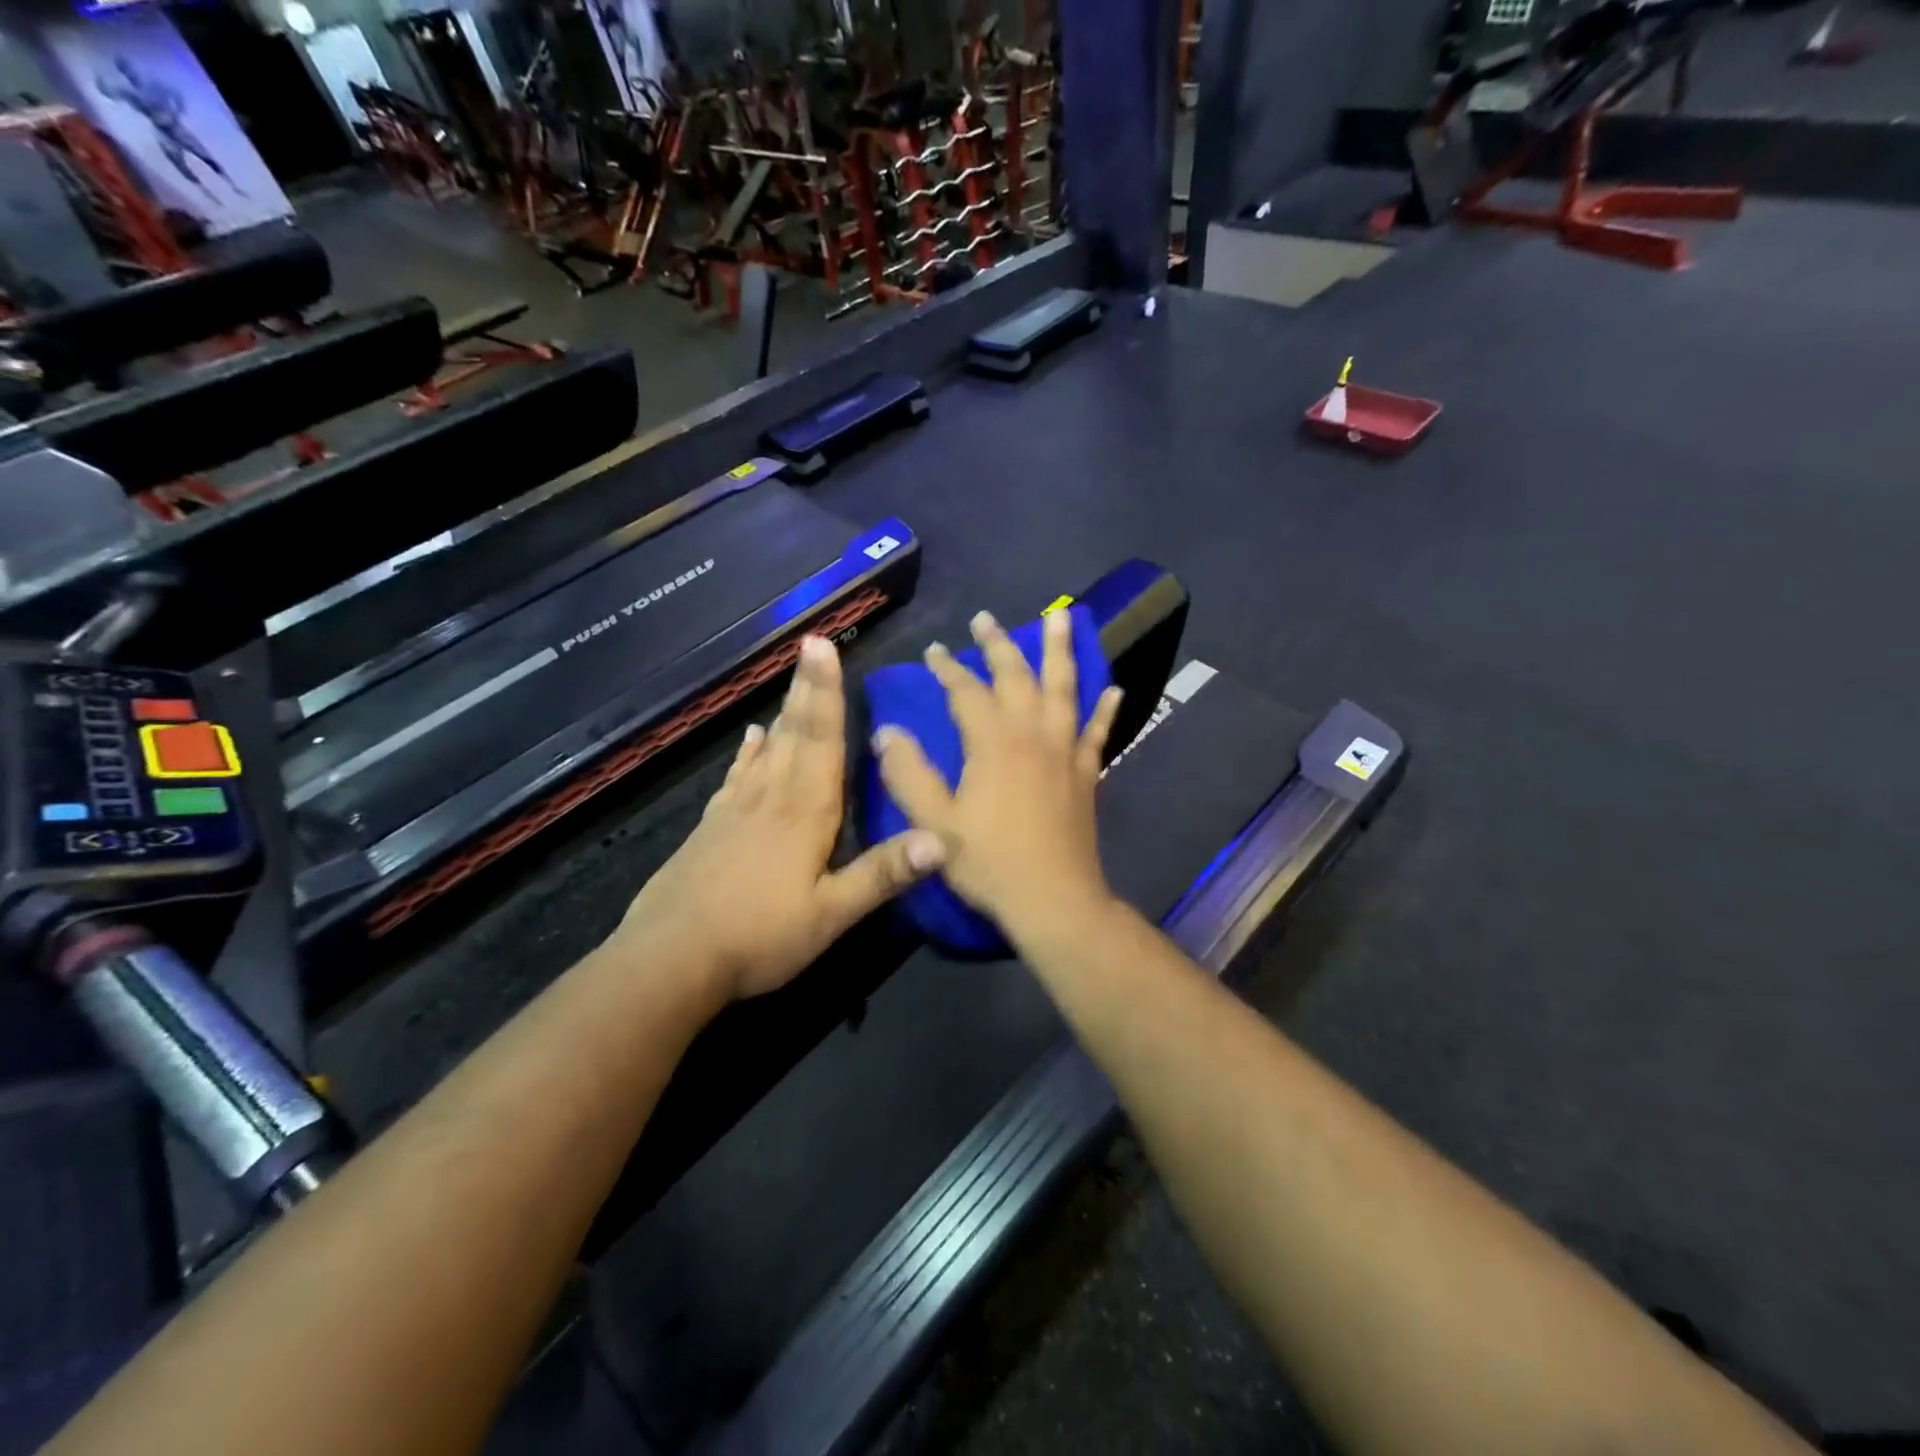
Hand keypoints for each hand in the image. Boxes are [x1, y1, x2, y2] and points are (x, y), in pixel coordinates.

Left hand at [620, 635, 946, 1001]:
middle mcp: (772, 798)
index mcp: (806, 813)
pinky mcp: (712, 827)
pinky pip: (737, 777)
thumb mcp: (831, 914)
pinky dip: (748, 753)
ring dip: (784, 710)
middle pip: (795, 733)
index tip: (824, 647)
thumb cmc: (759, 937)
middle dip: (807, 688)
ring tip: (792, 680)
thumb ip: (883, 874)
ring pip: (768, 748)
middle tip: (810, 644)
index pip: (823, 741)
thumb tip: (942, 838)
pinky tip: (751, 737)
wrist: (671, 959)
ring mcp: (737, 810)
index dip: (827, 694)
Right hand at [874, 606, 1122, 940]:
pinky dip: (1105, 709)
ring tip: (1062, 615)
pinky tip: (1114, 689)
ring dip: (1060, 651)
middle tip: (985, 620)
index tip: (932, 651)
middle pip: (1017, 676)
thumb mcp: (935, 825)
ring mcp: (1065, 752)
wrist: (1053, 900)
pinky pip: (1098, 732)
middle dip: (999, 645)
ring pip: (1064, 689)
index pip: (966, 692)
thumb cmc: (990, 863)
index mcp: (993, 744)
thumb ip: (909, 775)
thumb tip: (887, 731)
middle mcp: (1032, 736)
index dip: (947, 669)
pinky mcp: (1086, 773)